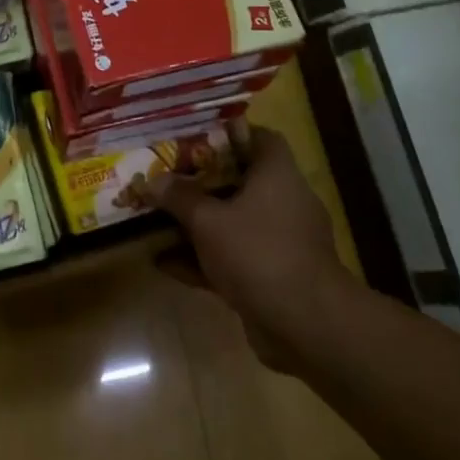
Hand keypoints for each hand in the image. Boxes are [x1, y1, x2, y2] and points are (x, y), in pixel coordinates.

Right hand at [138, 128, 348, 375]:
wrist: (305, 325)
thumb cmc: (258, 253)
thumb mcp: (208, 220)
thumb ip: (179, 197)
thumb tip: (153, 180)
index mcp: (277, 175)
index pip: (260, 138)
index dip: (229, 134)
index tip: (194, 139)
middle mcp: (284, 202)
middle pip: (240, 181)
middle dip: (201, 182)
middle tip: (166, 179)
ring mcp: (280, 241)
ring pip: (233, 222)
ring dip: (198, 224)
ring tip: (157, 220)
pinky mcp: (273, 276)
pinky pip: (232, 258)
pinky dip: (203, 260)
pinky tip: (164, 264)